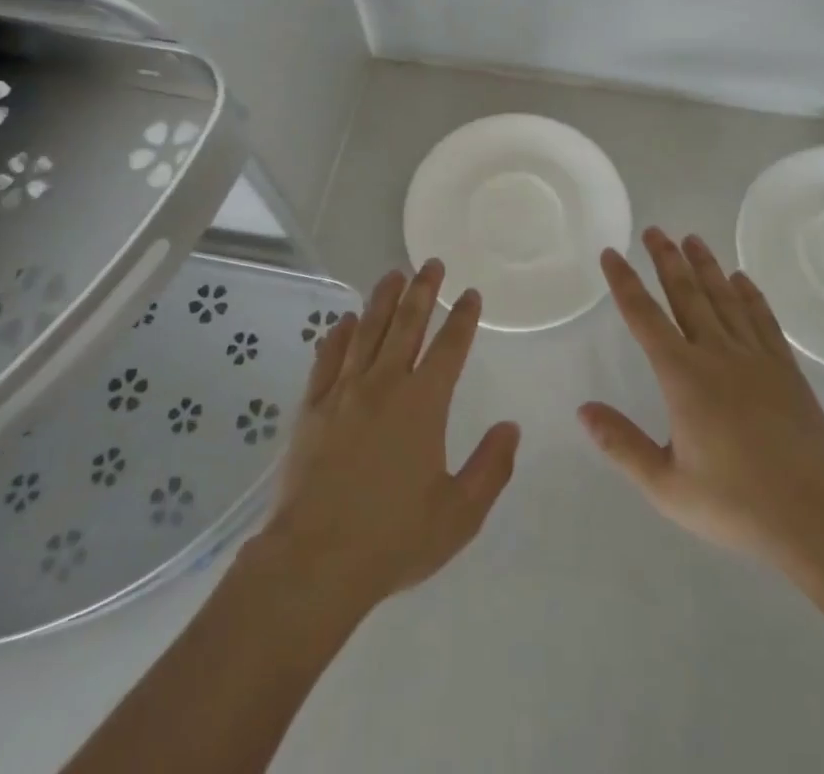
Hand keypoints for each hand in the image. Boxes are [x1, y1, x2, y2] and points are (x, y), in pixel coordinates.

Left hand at [254, 260, 520, 618]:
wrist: (315, 560)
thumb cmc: (393, 538)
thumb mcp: (458, 514)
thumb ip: (490, 468)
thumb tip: (510, 428)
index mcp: (423, 404)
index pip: (450, 347)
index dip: (463, 318)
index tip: (470, 294)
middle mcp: (384, 384)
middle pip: (407, 324)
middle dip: (422, 291)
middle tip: (432, 263)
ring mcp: (344, 391)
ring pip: (367, 331)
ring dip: (382, 300)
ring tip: (393, 274)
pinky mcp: (312, 407)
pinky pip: (328, 358)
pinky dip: (339, 335)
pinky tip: (345, 321)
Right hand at [579, 228, 823, 594]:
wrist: (821, 518)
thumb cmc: (738, 505)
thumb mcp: (668, 487)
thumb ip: (622, 445)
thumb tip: (583, 409)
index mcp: (683, 377)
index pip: (644, 317)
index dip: (624, 283)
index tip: (611, 253)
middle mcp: (717, 354)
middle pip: (686, 295)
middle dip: (667, 260)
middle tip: (654, 230)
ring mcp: (756, 358)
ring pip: (724, 299)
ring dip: (706, 266)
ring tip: (692, 238)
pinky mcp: (786, 370)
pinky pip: (763, 320)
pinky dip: (750, 295)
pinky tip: (742, 279)